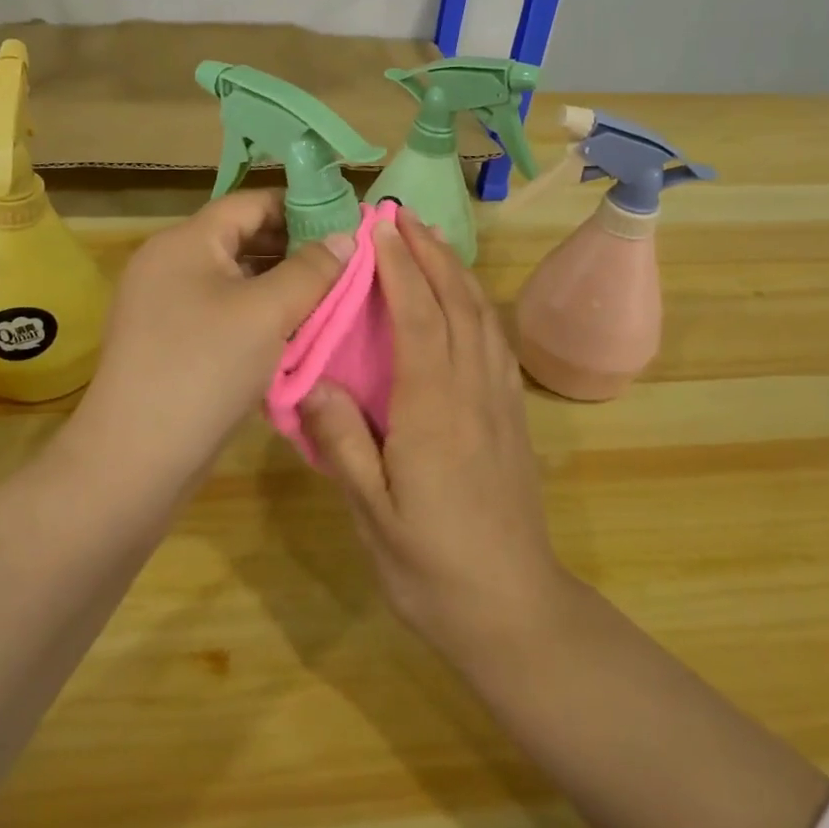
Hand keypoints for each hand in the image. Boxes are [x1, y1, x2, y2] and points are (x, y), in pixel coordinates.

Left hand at [75, 190, 351, 483]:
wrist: (136, 457)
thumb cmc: (204, 367)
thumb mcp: (267, 312)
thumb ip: (311, 269)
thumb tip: (346, 237)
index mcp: (186, 241)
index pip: (251, 203)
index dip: (301, 207)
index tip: (347, 225)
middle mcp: (170, 263)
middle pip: (242, 240)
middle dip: (295, 250)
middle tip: (346, 266)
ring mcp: (165, 305)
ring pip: (235, 280)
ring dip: (280, 287)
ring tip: (328, 299)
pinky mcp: (170, 342)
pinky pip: (223, 313)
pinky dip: (258, 316)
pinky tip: (292, 334)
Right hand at [300, 209, 574, 667]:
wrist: (514, 610)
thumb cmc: (433, 567)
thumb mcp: (373, 514)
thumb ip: (343, 442)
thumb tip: (314, 379)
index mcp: (435, 408)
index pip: (419, 317)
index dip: (399, 267)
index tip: (379, 228)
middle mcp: (473, 390)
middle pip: (457, 303)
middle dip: (430, 253)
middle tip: (404, 216)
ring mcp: (500, 401)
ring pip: (483, 317)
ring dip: (457, 271)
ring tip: (432, 242)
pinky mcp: (513, 416)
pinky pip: (496, 342)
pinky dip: (479, 305)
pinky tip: (466, 301)